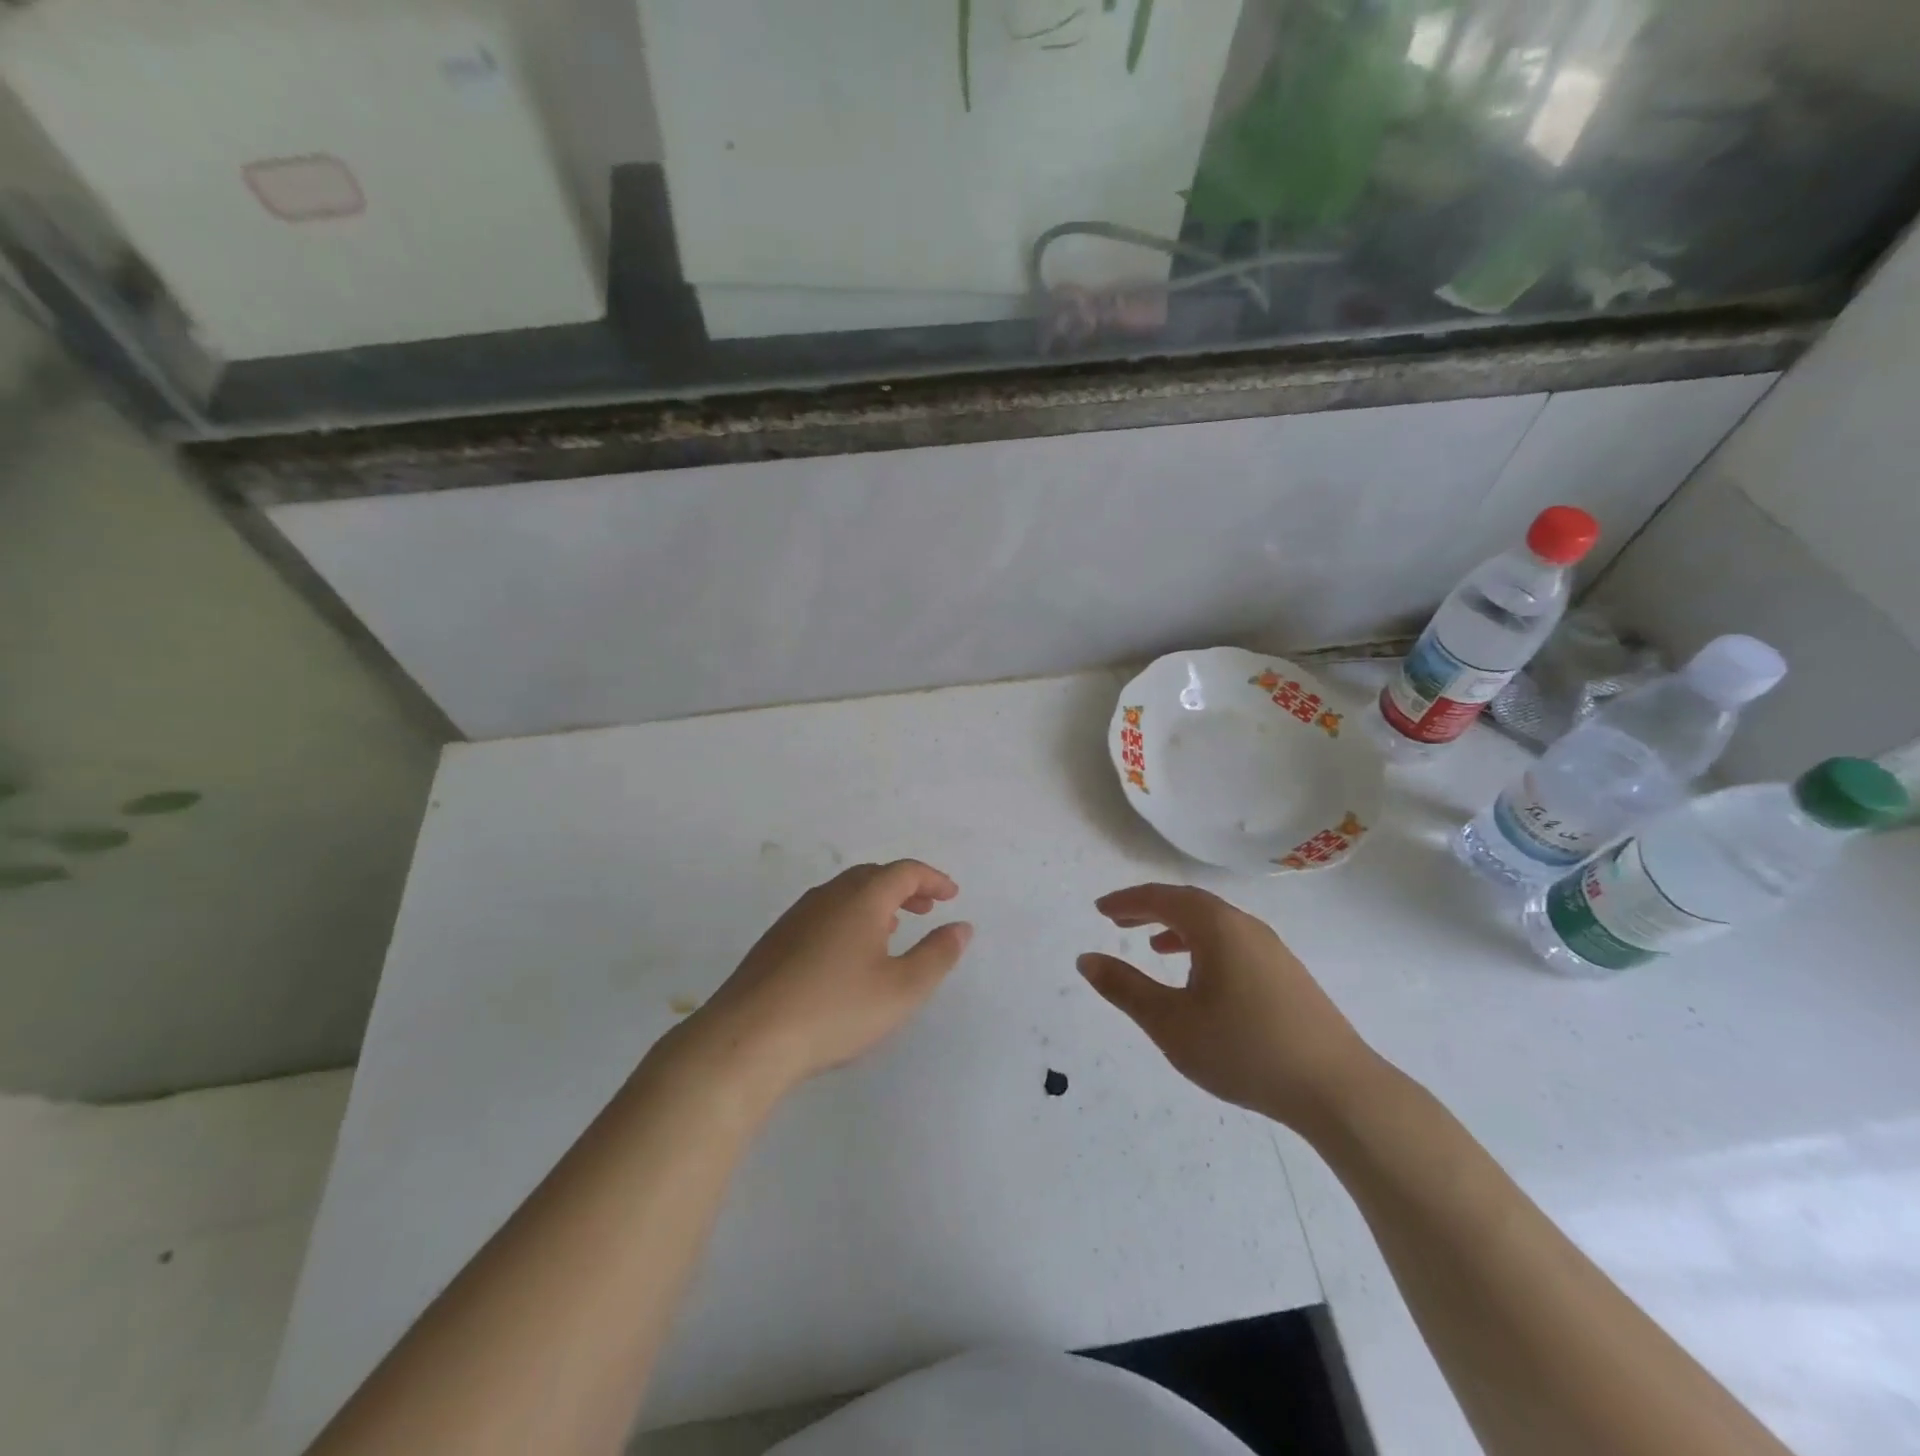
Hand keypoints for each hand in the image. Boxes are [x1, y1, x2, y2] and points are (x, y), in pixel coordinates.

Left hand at [669, 860, 972, 1099]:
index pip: (904, 872)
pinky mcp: (776, 940)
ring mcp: (797, 916)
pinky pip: (824, 912)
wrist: (747, 1037)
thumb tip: (962, 926)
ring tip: (892, 928)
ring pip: (845, 894)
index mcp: (861, 899)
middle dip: (904, 887)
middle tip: (926, 909)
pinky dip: (849, 917)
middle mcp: (828, 896)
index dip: (932, 879)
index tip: (951, 895)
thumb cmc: (835, 1010)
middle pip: (872, 876)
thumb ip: (937, 955)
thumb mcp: (902, 989)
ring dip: (875, 902)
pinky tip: (848, 953)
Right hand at [1078, 883, 1379, 1132]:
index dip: (1127, 901)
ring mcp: (1272, 949)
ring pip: (1215, 923)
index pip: (1162, 898)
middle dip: (1150, 908)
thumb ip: (1125, 988)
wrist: (1338, 1090)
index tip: (1100, 909)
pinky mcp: (1287, 974)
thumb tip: (1086, 959)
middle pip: (1189, 903)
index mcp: (1217, 927)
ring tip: (1153, 946)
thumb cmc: (1245, 1050)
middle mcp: (1245, 926)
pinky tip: (1201, 978)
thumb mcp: (1171, 1024)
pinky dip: (1204, 945)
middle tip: (1118, 920)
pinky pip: (1233, 942)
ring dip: (1178, 927)